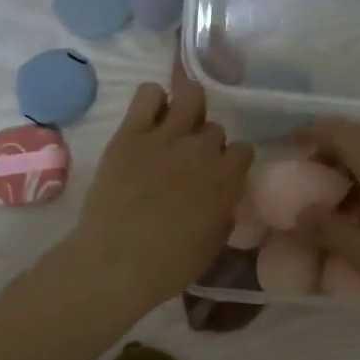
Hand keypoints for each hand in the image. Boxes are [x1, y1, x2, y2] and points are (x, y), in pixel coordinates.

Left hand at [67, 61, 254, 309]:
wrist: (115, 265)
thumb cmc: (169, 266)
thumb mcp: (212, 244)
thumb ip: (223, 211)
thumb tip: (222, 198)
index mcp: (226, 179)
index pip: (244, 149)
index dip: (232, 162)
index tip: (221, 174)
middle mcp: (202, 150)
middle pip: (215, 128)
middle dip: (206, 143)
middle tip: (189, 161)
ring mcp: (166, 137)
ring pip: (191, 95)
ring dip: (188, 109)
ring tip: (175, 128)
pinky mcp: (130, 133)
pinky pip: (149, 93)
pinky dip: (153, 100)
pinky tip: (149, 120)